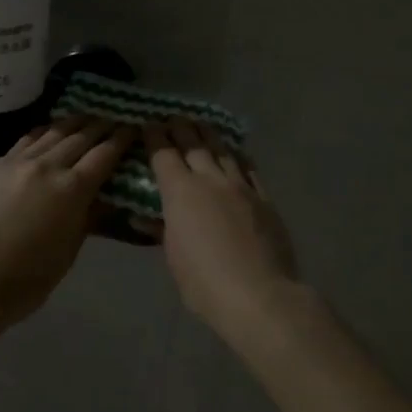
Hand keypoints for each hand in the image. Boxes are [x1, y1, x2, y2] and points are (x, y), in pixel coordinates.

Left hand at [0, 117, 134, 322]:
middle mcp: (45, 166)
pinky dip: (42, 134)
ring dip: (72, 124)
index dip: (122, 139)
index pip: (104, 154)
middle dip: (101, 126)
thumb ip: (87, 218)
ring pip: (50, 133)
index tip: (133, 129)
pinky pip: (24, 142)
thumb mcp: (68, 253)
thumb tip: (102, 197)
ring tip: (85, 118)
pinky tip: (46, 133)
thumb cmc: (26, 280)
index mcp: (71, 190)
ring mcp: (14, 163)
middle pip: (80, 137)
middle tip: (114, 119)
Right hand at [145, 121, 302, 329]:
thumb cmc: (204, 283)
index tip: (148, 123)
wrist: (259, 294)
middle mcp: (210, 180)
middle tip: (173, 116)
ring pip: (222, 150)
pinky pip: (248, 168)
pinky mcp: (264, 198)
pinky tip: (235, 152)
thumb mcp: (174, 258)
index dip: (154, 136)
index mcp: (181, 193)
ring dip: (209, 134)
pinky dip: (237, 156)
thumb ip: (163, 230)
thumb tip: (147, 218)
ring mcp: (241, 186)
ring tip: (201, 124)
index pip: (163, 154)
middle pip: (193, 144)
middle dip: (180, 127)